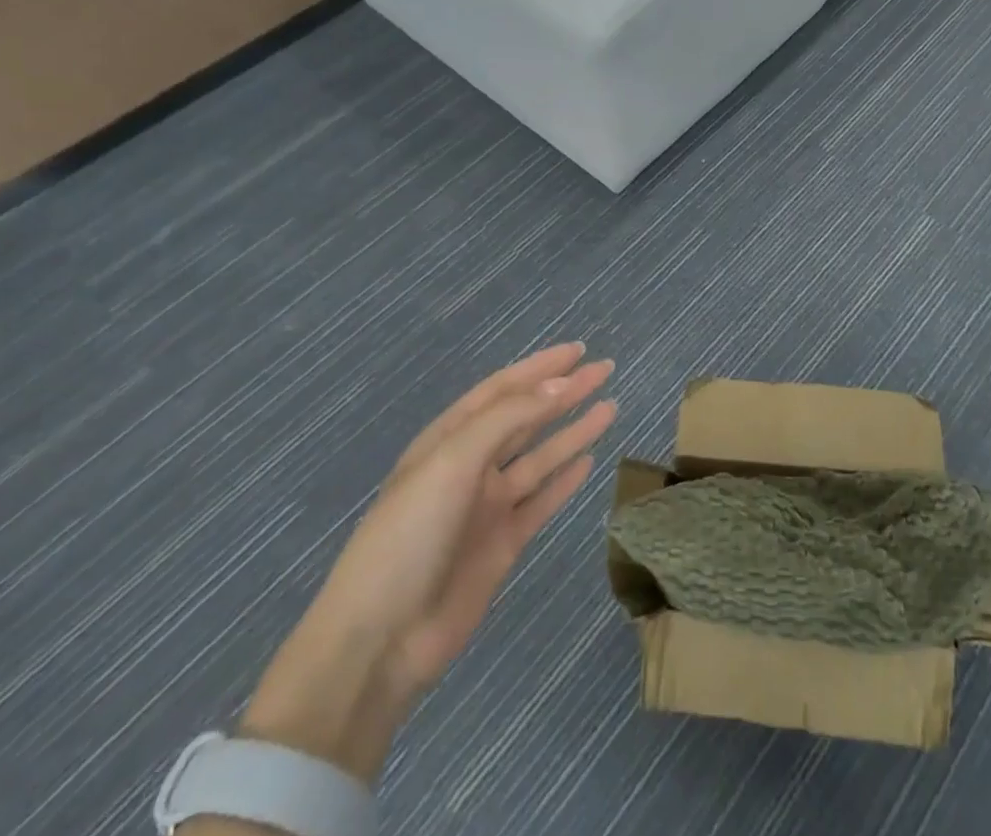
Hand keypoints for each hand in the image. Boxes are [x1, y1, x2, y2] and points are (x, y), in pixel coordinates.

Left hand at [240, 343, 615, 781]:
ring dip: (573, 432)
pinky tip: (589, 461)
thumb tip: (560, 385)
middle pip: (526, 418)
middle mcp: (470, 465)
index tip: (579, 350)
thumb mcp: (452, 462)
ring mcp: (487, 507)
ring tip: (610, 407)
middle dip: (564, 393)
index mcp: (448, 439)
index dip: (540, 368)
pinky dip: (564, 480)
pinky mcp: (503, 543)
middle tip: (605, 370)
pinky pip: (541, 501)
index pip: (502, 390)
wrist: (380, 640)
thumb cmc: (409, 535)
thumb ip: (508, 419)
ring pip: (540, 457)